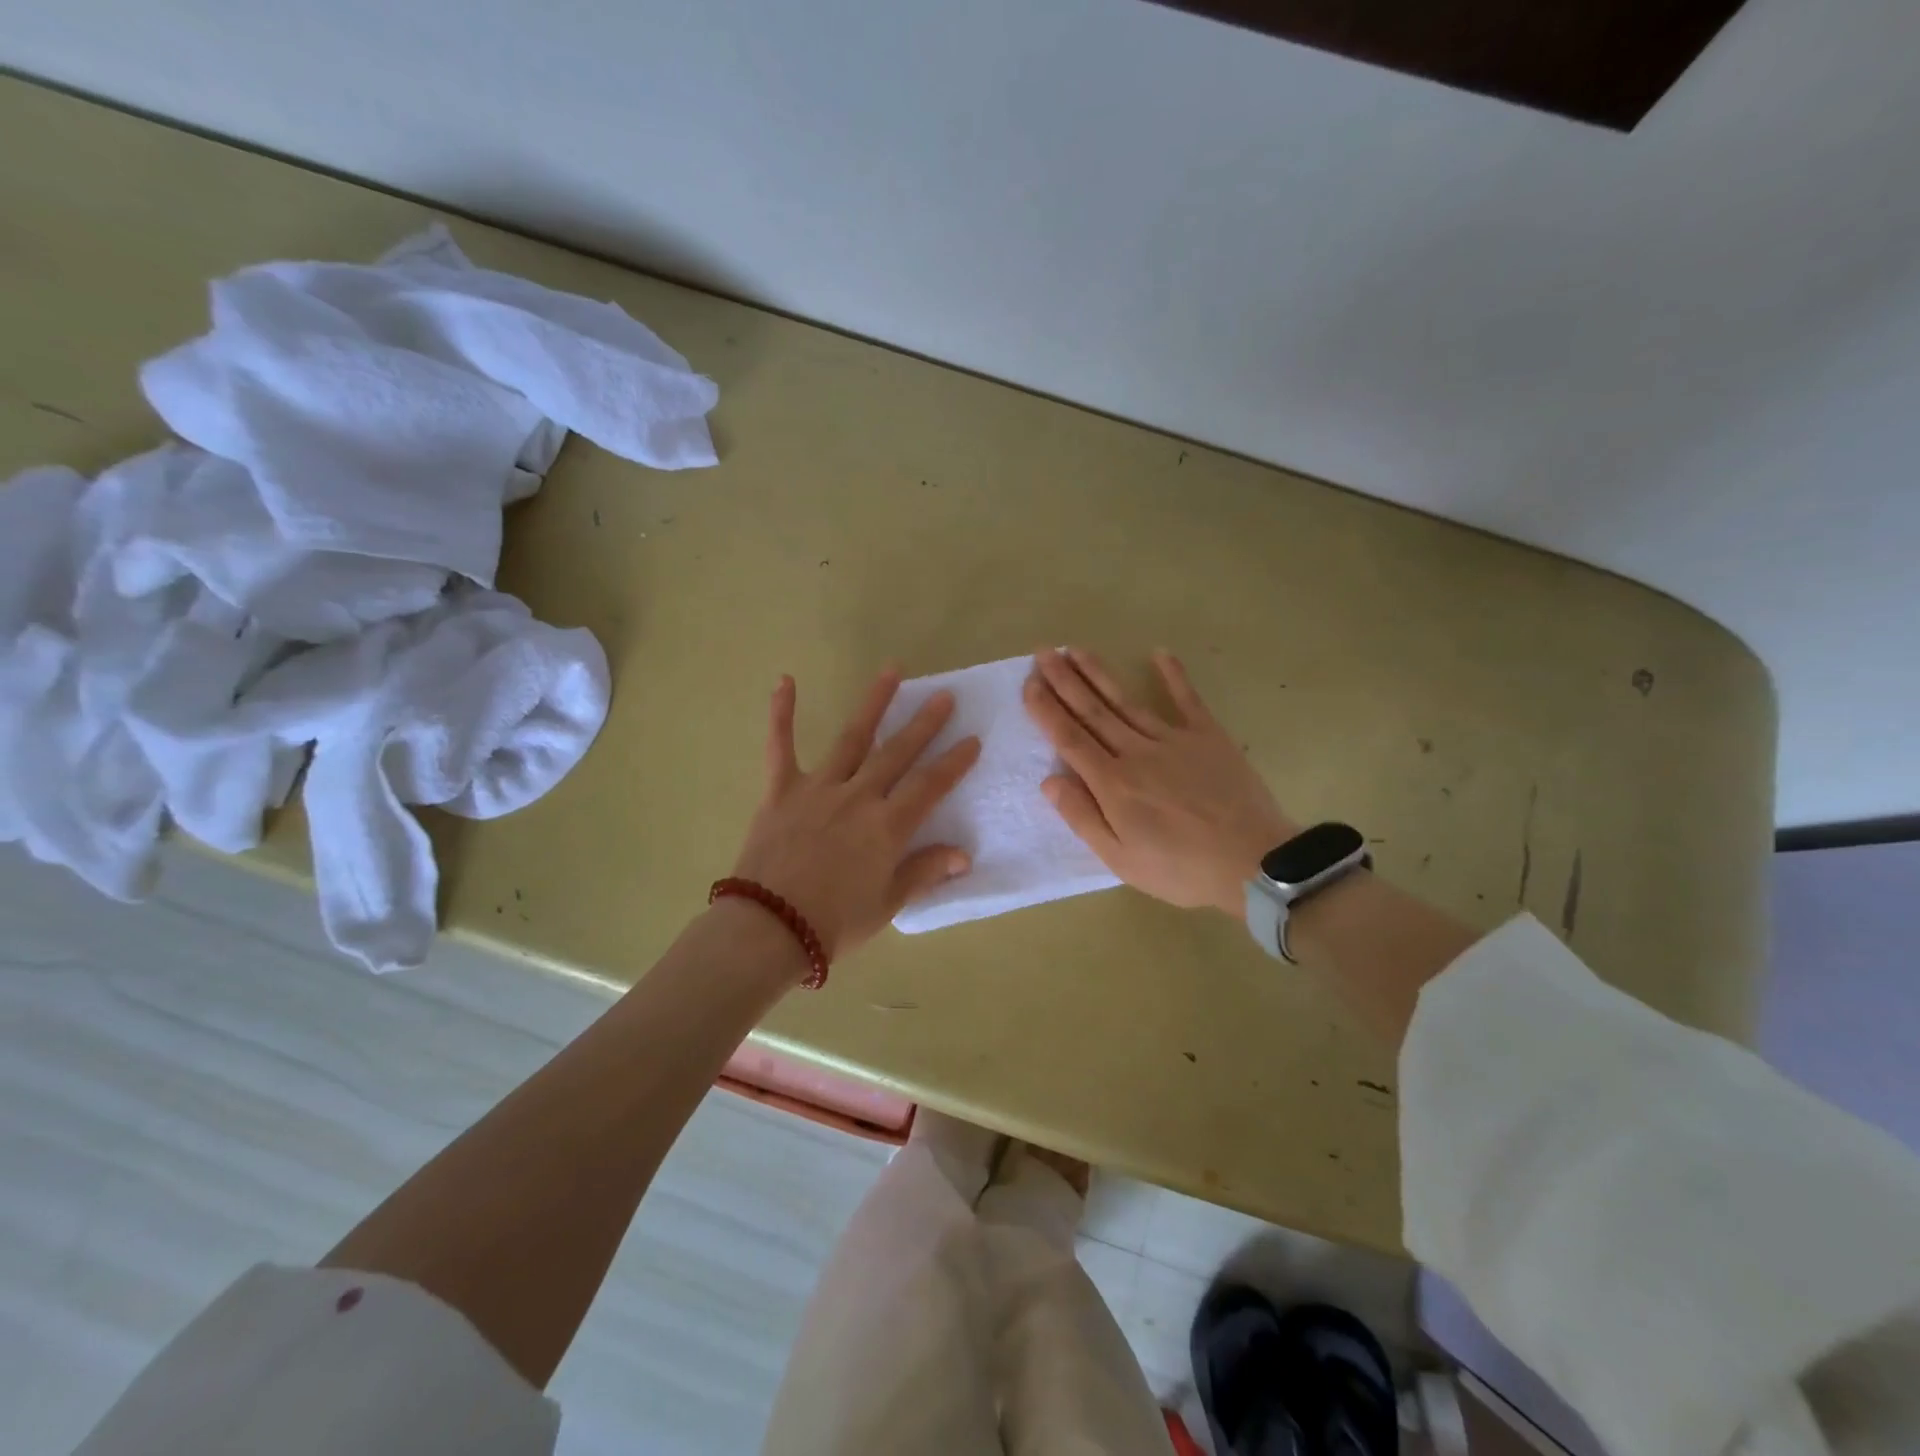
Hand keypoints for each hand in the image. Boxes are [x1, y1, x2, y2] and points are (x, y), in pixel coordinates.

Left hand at [730, 669, 980, 959]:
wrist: (769, 929)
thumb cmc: (835, 923)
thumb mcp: (888, 904)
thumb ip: (924, 872)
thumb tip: (963, 855)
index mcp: (887, 826)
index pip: (930, 786)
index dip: (954, 763)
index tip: (972, 740)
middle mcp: (858, 797)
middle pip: (897, 753)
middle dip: (924, 724)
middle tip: (944, 696)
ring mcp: (818, 788)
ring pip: (852, 738)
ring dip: (874, 704)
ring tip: (892, 672)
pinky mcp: (781, 790)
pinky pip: (780, 746)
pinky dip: (781, 713)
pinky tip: (785, 681)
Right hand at [1024, 647, 1295, 916]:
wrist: (1253, 863)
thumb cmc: (1180, 870)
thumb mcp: (1120, 859)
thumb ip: (1082, 817)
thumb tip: (1049, 780)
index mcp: (1112, 783)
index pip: (1069, 739)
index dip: (1046, 710)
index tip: (1029, 683)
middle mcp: (1136, 752)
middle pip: (1092, 711)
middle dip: (1064, 681)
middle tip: (1043, 653)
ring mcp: (1174, 739)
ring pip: (1126, 701)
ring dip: (1099, 674)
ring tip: (1076, 650)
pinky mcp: (1208, 736)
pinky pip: (1187, 699)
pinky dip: (1173, 675)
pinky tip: (1159, 653)